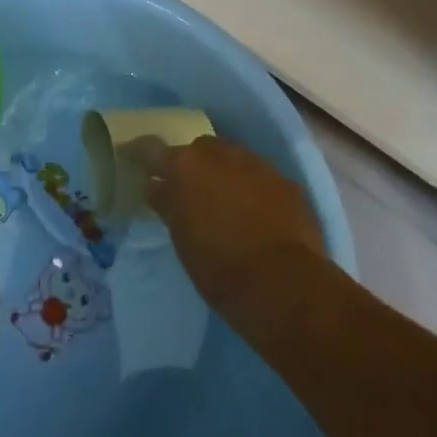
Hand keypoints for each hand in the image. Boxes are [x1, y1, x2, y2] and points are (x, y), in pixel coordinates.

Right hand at [147, 137, 326, 309]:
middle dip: (197, 167)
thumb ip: (168, 203)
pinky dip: (257, 191)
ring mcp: (258, 165)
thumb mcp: (181, 238)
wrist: (283, 286)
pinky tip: (261, 216)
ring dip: (229, 176)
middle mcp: (221, 153)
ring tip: (231, 206)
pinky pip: (263, 179)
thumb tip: (157, 185)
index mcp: (186, 165)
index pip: (156, 150)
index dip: (152, 162)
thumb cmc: (219, 267)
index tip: (149, 173)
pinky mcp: (287, 183)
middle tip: (196, 195)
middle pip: (201, 150)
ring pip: (235, 161)